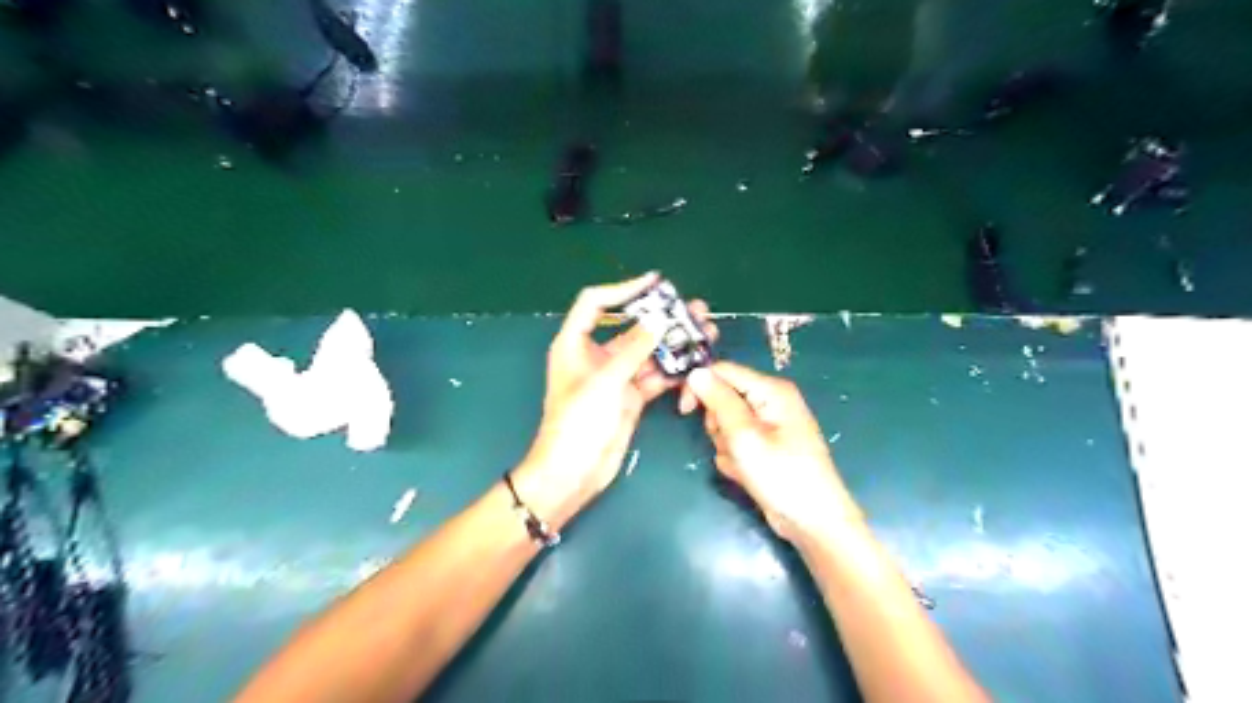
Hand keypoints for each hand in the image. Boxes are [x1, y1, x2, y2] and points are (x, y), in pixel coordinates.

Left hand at [513, 272, 718, 525]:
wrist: (574, 472)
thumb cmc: (578, 421)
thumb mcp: (605, 380)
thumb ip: (635, 348)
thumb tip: (659, 318)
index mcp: (575, 343)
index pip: (596, 303)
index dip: (623, 289)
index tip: (655, 283)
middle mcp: (597, 355)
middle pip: (631, 326)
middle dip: (661, 317)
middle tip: (693, 309)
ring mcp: (616, 377)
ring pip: (648, 352)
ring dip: (673, 343)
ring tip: (704, 332)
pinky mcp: (631, 396)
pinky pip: (655, 376)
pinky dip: (673, 370)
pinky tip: (695, 363)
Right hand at [683, 364, 860, 543]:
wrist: (811, 521)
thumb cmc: (781, 474)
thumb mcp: (744, 435)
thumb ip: (719, 401)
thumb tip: (695, 372)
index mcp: (771, 390)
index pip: (723, 371)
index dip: (700, 387)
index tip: (684, 412)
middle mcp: (770, 401)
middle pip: (723, 398)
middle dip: (718, 424)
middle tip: (731, 444)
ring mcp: (768, 425)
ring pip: (725, 423)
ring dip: (724, 445)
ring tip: (742, 464)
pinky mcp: (765, 446)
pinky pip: (735, 442)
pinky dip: (733, 458)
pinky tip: (746, 474)